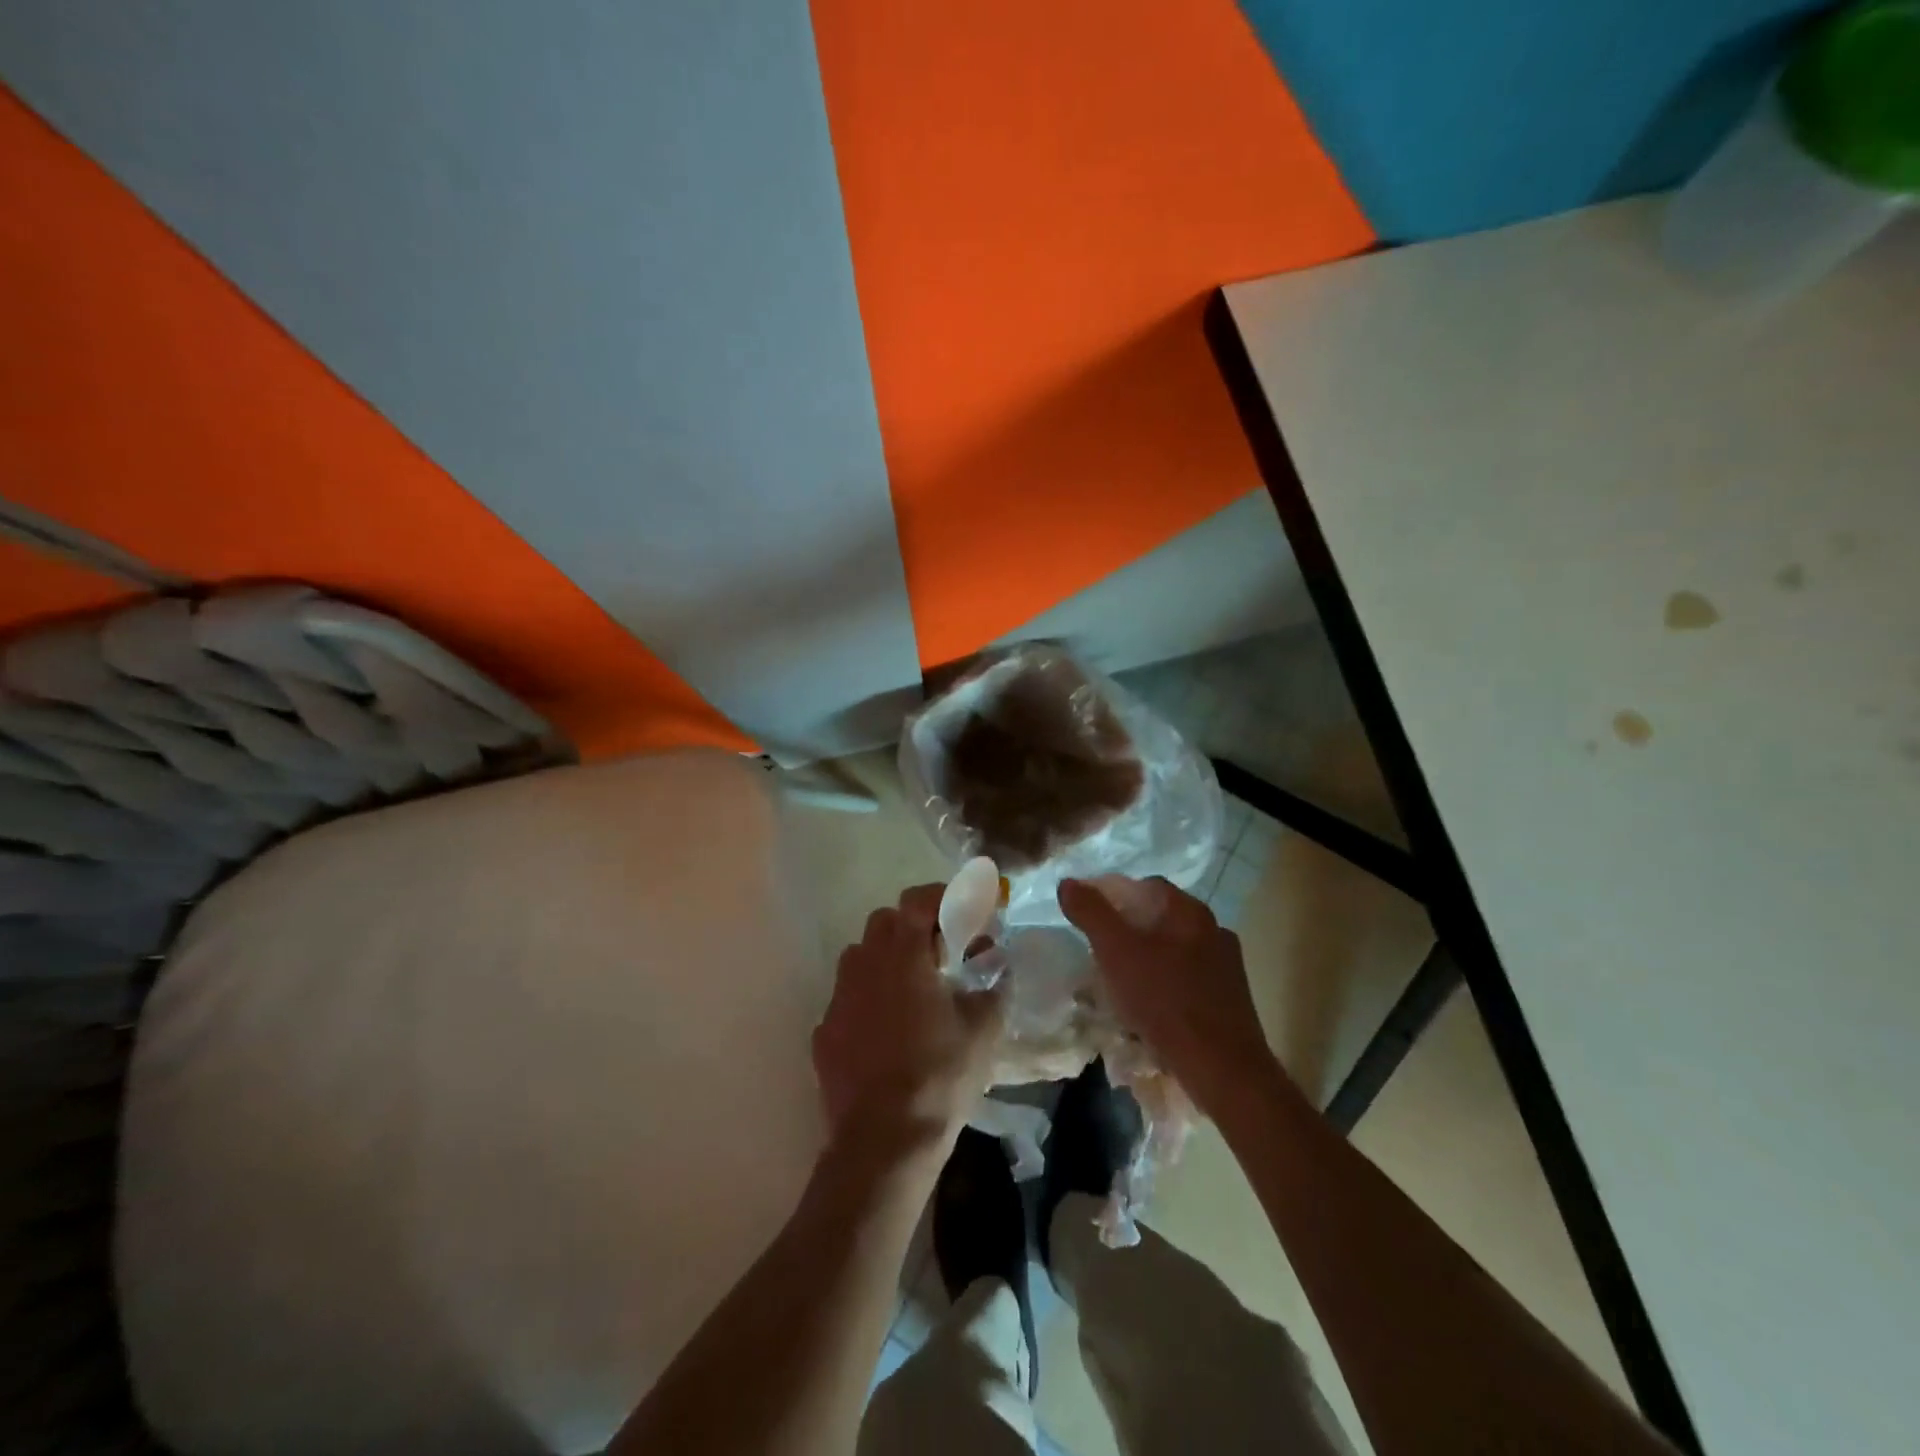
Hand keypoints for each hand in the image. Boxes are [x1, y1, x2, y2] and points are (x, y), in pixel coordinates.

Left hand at [813, 885, 1006, 1151]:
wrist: (883, 1140)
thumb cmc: (940, 1075)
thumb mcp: (983, 1029)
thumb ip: (994, 986)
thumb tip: (998, 966)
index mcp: (903, 954)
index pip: (918, 900)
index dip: (943, 898)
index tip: (964, 914)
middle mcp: (863, 964)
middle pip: (885, 922)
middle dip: (914, 927)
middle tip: (942, 955)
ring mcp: (838, 997)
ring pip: (861, 956)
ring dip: (887, 960)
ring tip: (914, 991)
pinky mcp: (825, 1030)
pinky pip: (848, 997)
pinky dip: (868, 999)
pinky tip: (887, 1031)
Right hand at [1058, 875, 1285, 1114]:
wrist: (1222, 1069)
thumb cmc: (1165, 1001)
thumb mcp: (1115, 951)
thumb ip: (1090, 912)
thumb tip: (1068, 883)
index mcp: (1190, 911)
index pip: (1146, 886)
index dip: (1113, 896)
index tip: (1089, 918)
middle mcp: (1214, 929)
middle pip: (1160, 918)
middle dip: (1128, 929)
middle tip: (1099, 950)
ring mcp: (1227, 965)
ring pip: (1175, 949)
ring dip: (1147, 958)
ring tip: (1120, 981)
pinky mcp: (1231, 998)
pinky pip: (1188, 978)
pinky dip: (1165, 983)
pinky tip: (1150, 1006)